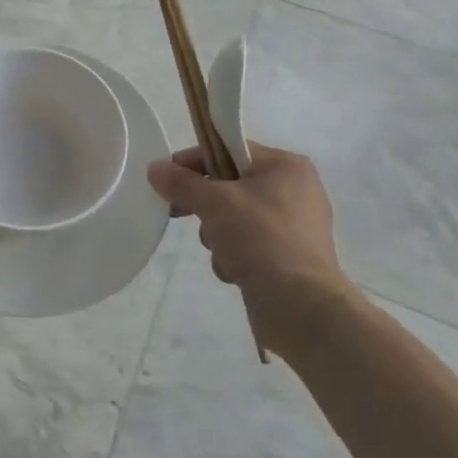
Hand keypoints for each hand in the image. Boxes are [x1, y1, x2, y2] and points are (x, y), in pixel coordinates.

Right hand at [147, 142, 355, 360]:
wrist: (302, 307)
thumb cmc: (261, 239)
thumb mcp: (214, 202)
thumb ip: (181, 182)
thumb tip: (154, 168)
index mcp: (285, 166)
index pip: (227, 150)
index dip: (193, 162)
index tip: (165, 178)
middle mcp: (294, 190)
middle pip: (229, 185)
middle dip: (204, 205)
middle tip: (177, 212)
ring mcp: (293, 226)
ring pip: (234, 217)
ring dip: (217, 234)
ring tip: (221, 251)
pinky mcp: (288, 257)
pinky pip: (248, 243)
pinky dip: (235, 254)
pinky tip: (234, 270)